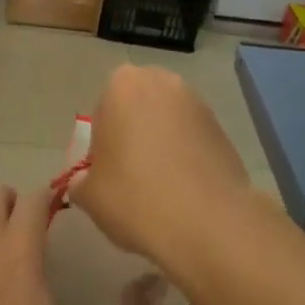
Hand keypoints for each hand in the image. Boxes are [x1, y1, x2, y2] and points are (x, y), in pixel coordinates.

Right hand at [70, 64, 251, 270]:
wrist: (209, 223)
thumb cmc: (136, 197)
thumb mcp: (89, 195)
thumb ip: (81, 181)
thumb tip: (85, 182)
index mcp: (121, 85)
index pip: (102, 109)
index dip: (103, 142)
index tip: (108, 172)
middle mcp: (161, 81)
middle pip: (138, 107)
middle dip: (134, 134)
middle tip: (132, 176)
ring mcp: (197, 103)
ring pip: (168, 122)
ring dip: (162, 144)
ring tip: (161, 188)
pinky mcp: (224, 128)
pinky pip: (193, 139)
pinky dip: (187, 157)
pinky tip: (185, 192)